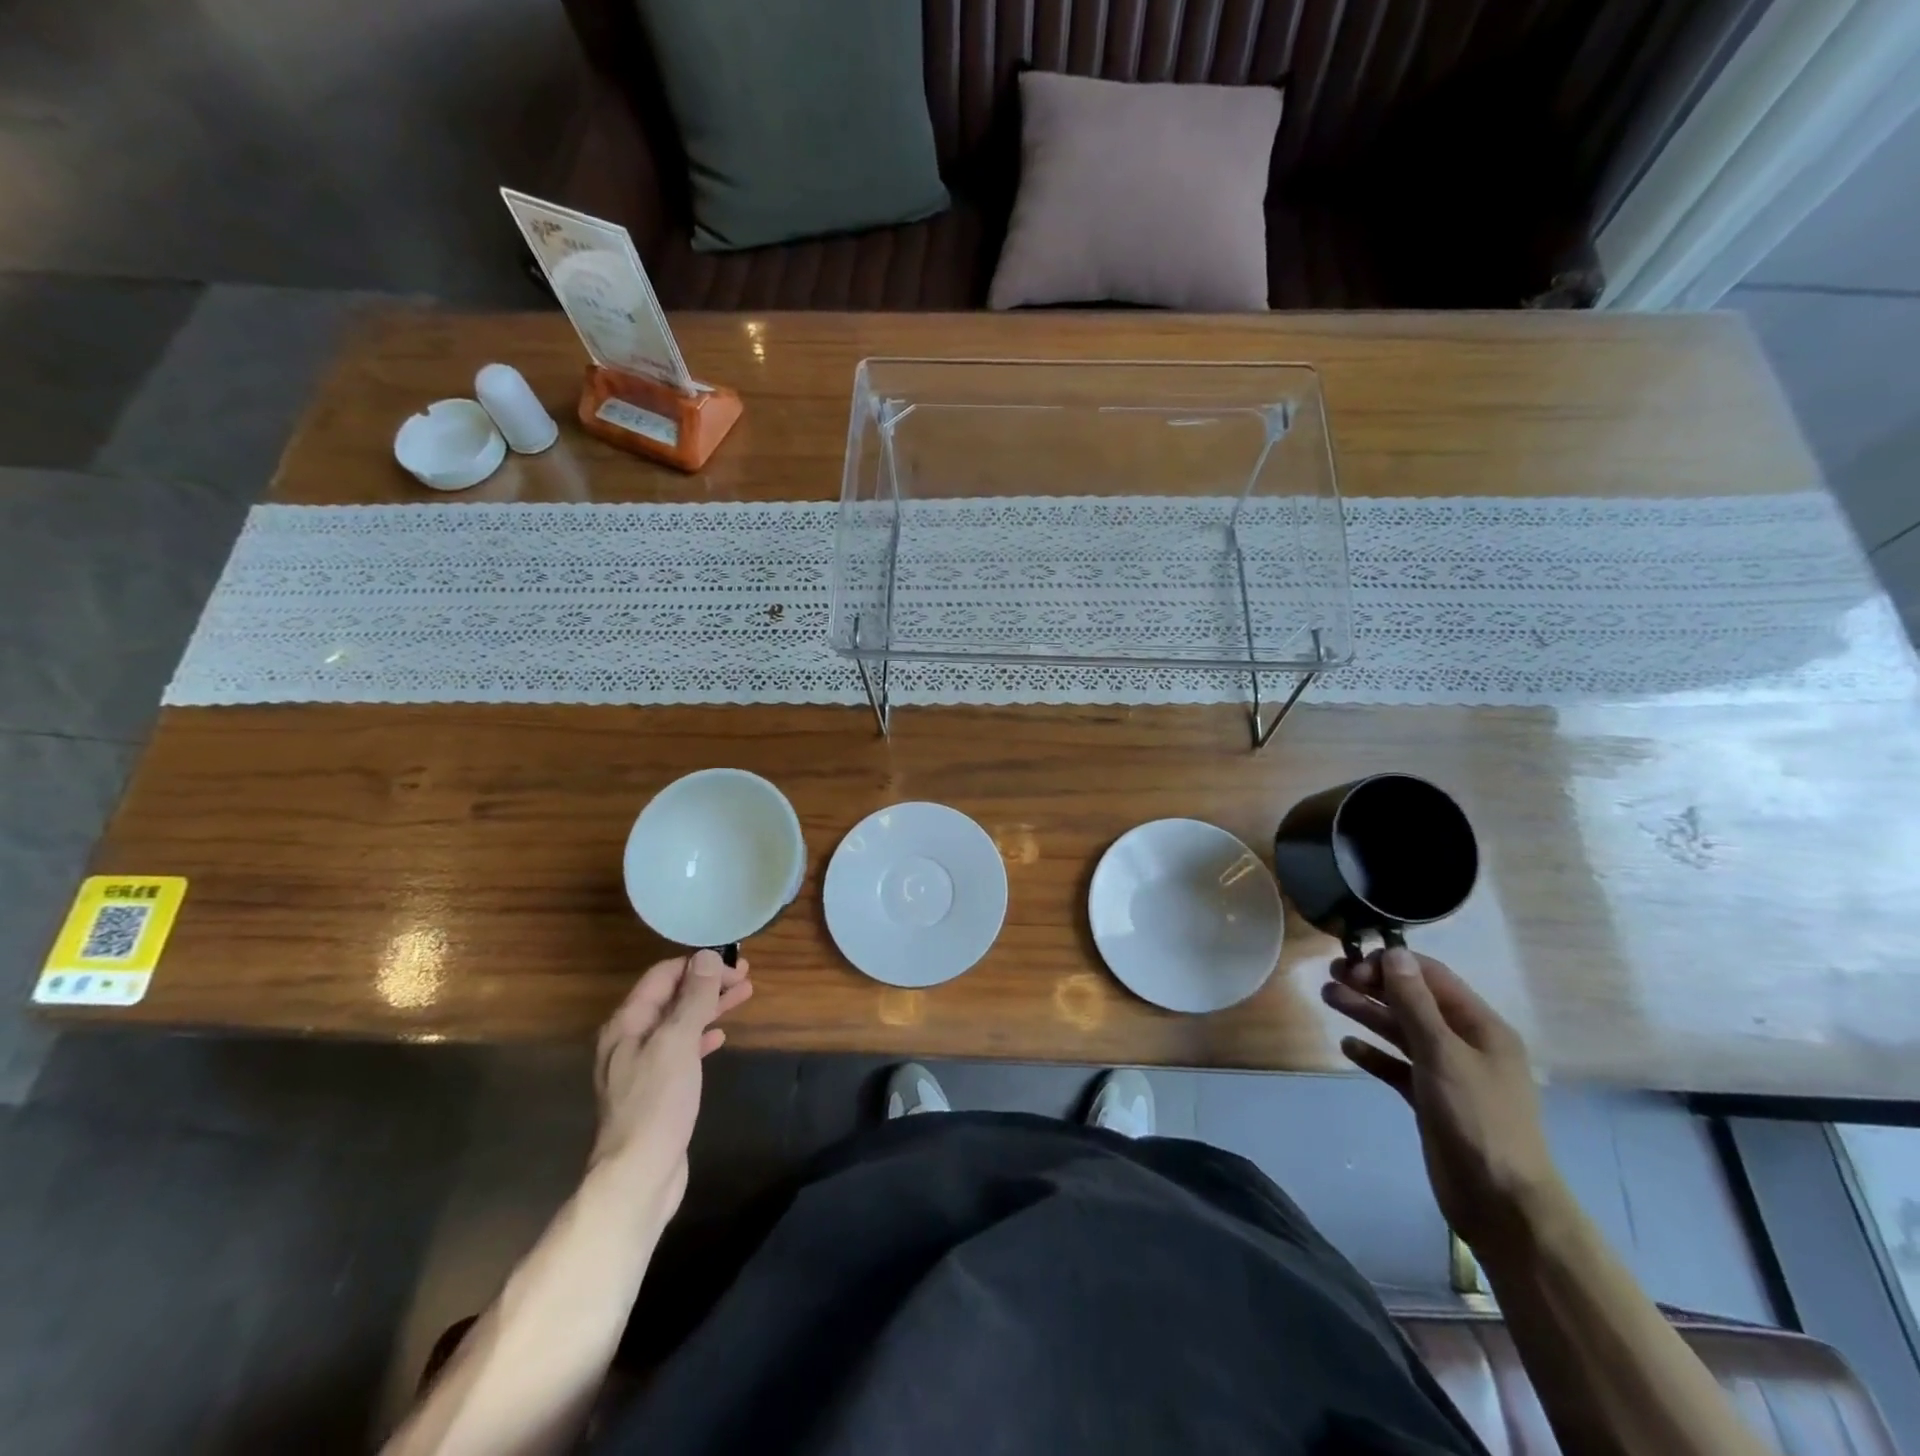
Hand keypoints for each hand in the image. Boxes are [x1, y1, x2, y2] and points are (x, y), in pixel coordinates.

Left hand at [590, 949, 753, 1219]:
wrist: (639, 1175)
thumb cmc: (657, 1103)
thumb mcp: (677, 1042)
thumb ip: (693, 998)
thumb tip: (707, 956)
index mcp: (627, 1024)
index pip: (662, 976)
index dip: (698, 964)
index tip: (733, 962)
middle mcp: (630, 1040)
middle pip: (672, 998)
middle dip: (708, 983)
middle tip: (746, 975)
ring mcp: (642, 1066)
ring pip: (680, 1022)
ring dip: (709, 1006)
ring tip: (743, 995)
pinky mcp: (656, 1090)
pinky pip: (681, 1049)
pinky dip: (702, 1036)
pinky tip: (720, 1036)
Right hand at [1322, 946, 1561, 1253]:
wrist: (1501, 1203)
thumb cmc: (1477, 1119)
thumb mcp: (1443, 1054)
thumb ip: (1415, 1003)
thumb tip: (1393, 953)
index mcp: (1480, 1027)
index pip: (1431, 977)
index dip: (1392, 965)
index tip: (1353, 964)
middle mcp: (1465, 1044)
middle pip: (1413, 1002)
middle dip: (1373, 986)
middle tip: (1330, 976)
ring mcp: (1448, 1073)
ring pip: (1401, 1032)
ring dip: (1367, 1014)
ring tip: (1328, 998)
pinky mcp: (1431, 1100)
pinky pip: (1397, 1066)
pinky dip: (1374, 1054)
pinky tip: (1348, 1047)